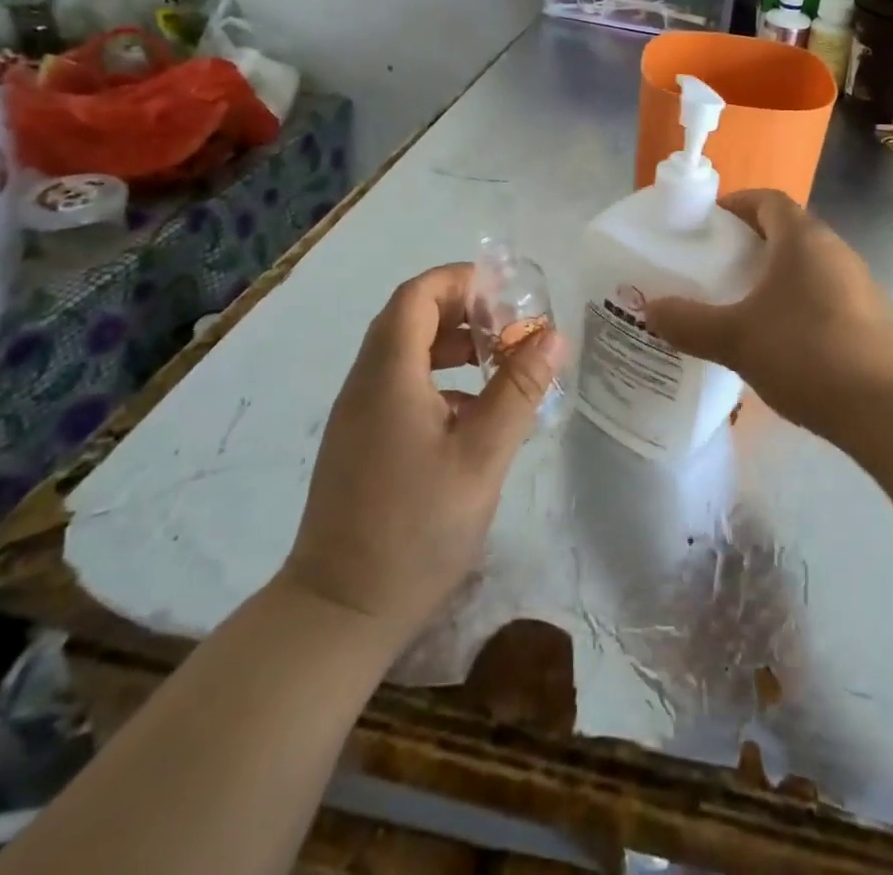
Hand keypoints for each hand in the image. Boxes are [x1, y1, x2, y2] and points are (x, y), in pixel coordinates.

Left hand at [280, 264, 564, 646]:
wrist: (340, 611)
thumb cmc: (416, 527)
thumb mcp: (482, 455)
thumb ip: (518, 389)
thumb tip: (552, 336)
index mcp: (389, 374)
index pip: (417, 295)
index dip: (461, 281)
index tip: (507, 295)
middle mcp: (366, 383)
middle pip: (410, 318)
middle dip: (464, 311)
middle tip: (511, 328)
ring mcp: (358, 414)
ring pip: (405, 353)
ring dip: (453, 345)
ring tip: (500, 364)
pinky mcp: (360, 441)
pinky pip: (400, 385)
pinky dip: (439, 379)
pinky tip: (475, 413)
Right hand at [644, 189, 892, 451]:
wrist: (891, 409)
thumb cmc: (807, 354)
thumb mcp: (737, 339)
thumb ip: (689, 323)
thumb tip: (650, 309)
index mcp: (803, 239)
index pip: (768, 200)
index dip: (736, 204)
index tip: (707, 223)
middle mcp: (834, 250)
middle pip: (787, 230)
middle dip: (749, 243)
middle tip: (714, 267)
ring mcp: (858, 283)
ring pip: (806, 265)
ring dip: (774, 275)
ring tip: (740, 304)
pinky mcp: (871, 317)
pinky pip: (823, 294)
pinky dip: (797, 302)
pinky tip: (779, 339)